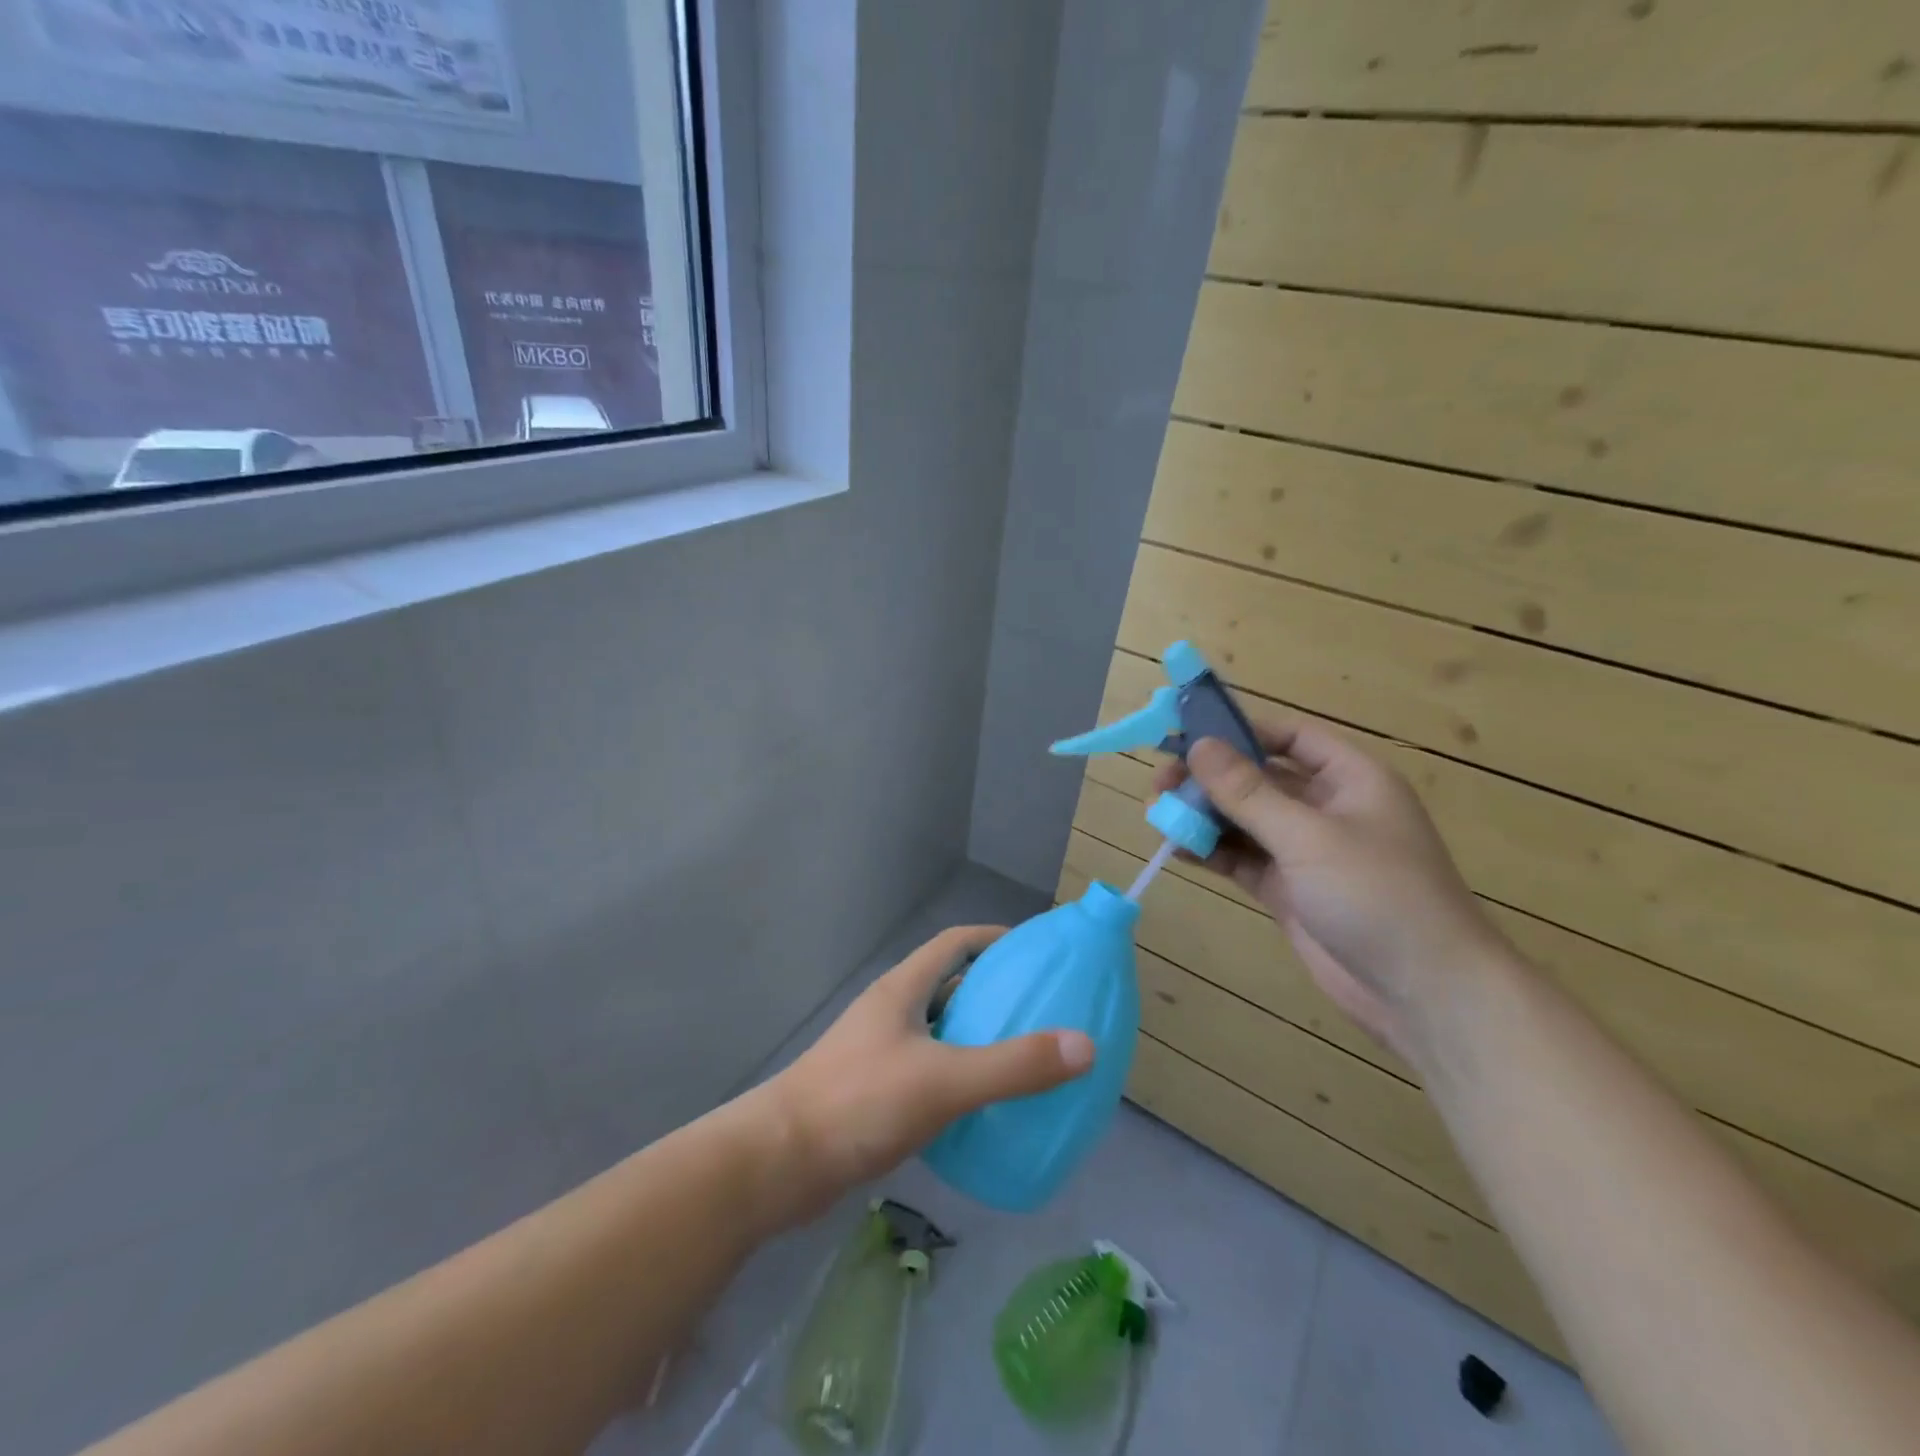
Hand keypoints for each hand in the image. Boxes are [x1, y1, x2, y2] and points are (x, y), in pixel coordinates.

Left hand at [759, 925, 1093, 1223]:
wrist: (780, 1163)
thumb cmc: (860, 1102)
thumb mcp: (943, 1081)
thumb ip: (1012, 1066)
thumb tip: (1084, 1045)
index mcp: (903, 989)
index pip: (955, 943)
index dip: (995, 938)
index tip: (1036, 952)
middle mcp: (891, 1011)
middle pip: (949, 984)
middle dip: (994, 992)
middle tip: (1042, 1009)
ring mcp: (879, 1051)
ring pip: (939, 1030)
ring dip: (976, 1037)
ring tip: (1023, 1056)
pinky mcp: (873, 1091)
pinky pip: (928, 1069)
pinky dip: (958, 1075)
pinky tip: (982, 1106)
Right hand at [1154, 722, 1508, 1065]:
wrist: (1425, 994)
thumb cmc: (1377, 895)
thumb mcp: (1308, 836)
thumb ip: (1249, 792)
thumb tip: (1199, 746)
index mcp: (1350, 779)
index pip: (1290, 737)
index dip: (1240, 731)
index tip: (1187, 734)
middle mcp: (1327, 808)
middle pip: (1259, 779)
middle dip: (1210, 779)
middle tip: (1160, 782)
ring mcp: (1307, 852)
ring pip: (1246, 820)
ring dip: (1204, 815)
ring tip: (1157, 814)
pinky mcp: (1290, 889)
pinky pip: (1243, 858)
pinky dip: (1212, 851)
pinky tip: (1176, 848)